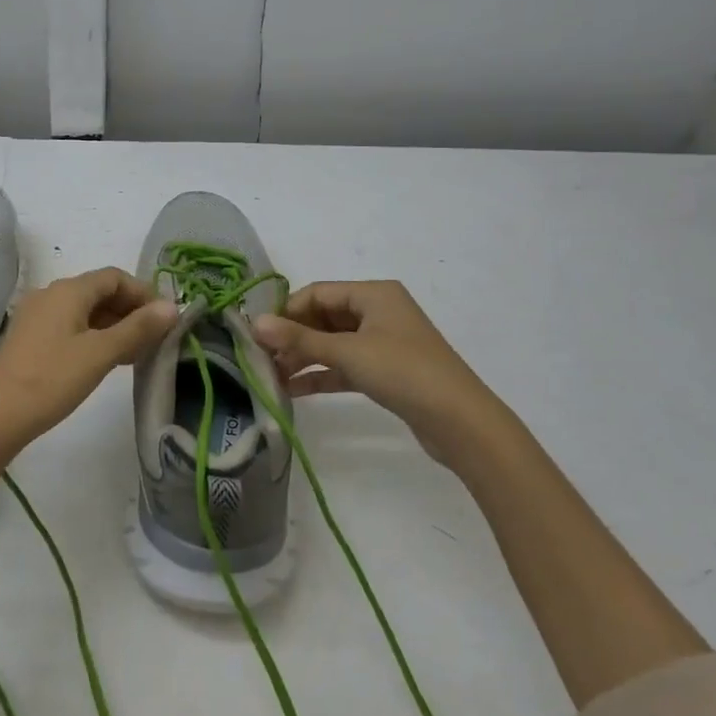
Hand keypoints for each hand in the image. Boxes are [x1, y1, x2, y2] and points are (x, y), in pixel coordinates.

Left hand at [0, 267, 176, 454]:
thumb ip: (138, 328)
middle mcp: (50, 294)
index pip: (115, 277)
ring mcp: (37, 316)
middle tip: (155, 339)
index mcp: (68, 290)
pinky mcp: (30, 338)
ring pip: (85, 311)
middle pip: (99, 291)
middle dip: (130, 310)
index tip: (164, 320)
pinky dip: (94, 336)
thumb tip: (172, 306)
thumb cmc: (52, 380)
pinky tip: (106, 360)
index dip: (143, 293)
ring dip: (114, 325)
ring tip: (136, 354)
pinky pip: (70, 326)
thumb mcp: (100, 354)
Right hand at [252, 280, 509, 470]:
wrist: (461, 422)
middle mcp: (378, 311)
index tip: (258, 335)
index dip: (286, 311)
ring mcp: (382, 342)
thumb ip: (300, 339)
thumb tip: (254, 323)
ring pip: (332, 343)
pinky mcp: (385, 371)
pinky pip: (344, 365)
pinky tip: (293, 390)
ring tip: (270, 376)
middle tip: (260, 359)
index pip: (317, 293)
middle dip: (292, 337)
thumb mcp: (348, 352)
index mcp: (374, 293)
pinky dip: (321, 374)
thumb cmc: (404, 372)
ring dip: (303, 358)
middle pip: (323, 317)